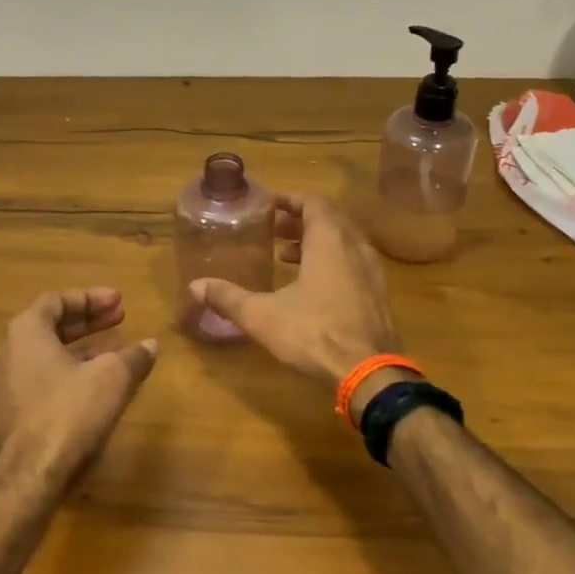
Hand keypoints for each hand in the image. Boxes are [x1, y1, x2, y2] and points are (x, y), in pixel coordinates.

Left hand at [0, 289, 157, 493]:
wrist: (27, 479)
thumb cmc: (68, 414)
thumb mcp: (112, 378)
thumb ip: (132, 357)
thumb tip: (150, 345)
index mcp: (27, 333)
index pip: (57, 300)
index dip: (90, 298)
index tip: (119, 301)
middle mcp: (9, 353)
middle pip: (50, 326)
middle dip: (88, 321)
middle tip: (120, 318)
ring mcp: (6, 387)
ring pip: (47, 356)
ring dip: (81, 350)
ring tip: (114, 353)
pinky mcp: (11, 417)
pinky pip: (43, 381)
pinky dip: (70, 374)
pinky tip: (95, 389)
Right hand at [189, 194, 401, 398]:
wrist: (369, 373)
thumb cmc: (314, 333)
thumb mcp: (262, 316)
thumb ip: (228, 297)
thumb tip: (195, 286)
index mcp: (329, 241)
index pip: (314, 203)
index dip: (292, 200)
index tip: (271, 205)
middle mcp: (355, 248)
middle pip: (330, 220)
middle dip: (301, 221)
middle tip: (275, 231)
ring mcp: (372, 272)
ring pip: (344, 242)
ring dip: (317, 242)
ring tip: (288, 257)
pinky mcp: (379, 295)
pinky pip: (354, 263)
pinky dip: (333, 262)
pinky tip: (314, 286)